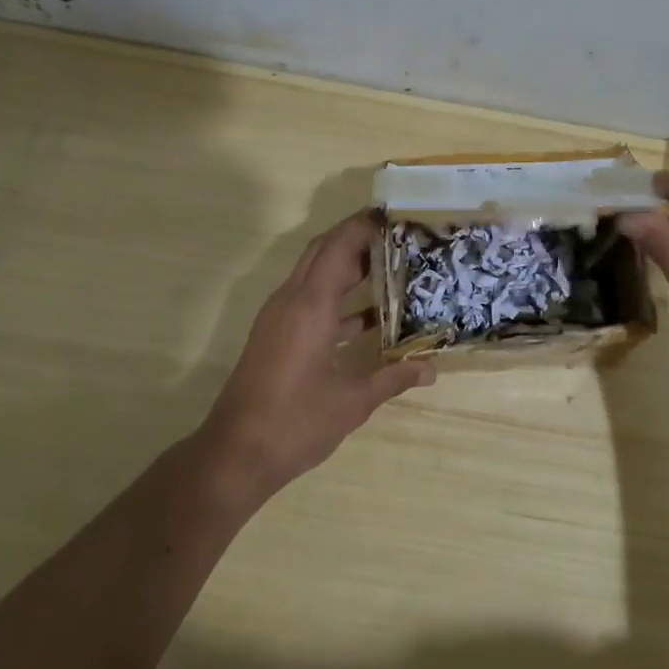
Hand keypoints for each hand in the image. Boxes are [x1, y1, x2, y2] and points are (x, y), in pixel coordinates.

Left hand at [200, 210, 434, 499]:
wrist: (236, 453)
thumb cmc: (296, 422)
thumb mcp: (353, 401)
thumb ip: (393, 377)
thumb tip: (431, 369)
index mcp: (310, 305)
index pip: (338, 246)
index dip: (364, 225)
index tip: (395, 215)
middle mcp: (291, 300)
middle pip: (324, 251)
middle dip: (358, 237)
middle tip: (398, 236)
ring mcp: (279, 317)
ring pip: (315, 274)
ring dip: (348, 266)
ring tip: (392, 266)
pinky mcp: (276, 334)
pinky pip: (310, 299)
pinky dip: (338, 297)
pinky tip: (370, 317)